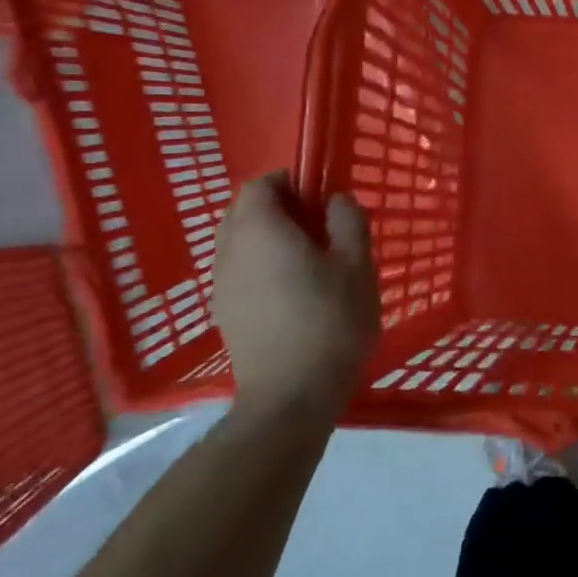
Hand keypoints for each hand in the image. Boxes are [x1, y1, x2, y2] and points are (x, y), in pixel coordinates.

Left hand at [213, 173, 379, 424]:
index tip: (322, 195)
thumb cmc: (330, 320)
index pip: (260, 184)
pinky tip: (293, 290)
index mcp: (260, 230)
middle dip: (278, 208)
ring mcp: (221, 284)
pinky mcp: (224, 313)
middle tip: (318, 224)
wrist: (291, 395)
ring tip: (309, 259)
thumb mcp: (357, 265)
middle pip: (244, 211)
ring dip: (268, 238)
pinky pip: (239, 271)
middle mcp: (230, 250)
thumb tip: (336, 200)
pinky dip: (261, 266)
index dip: (290, 181)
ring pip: (239, 243)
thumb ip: (347, 222)